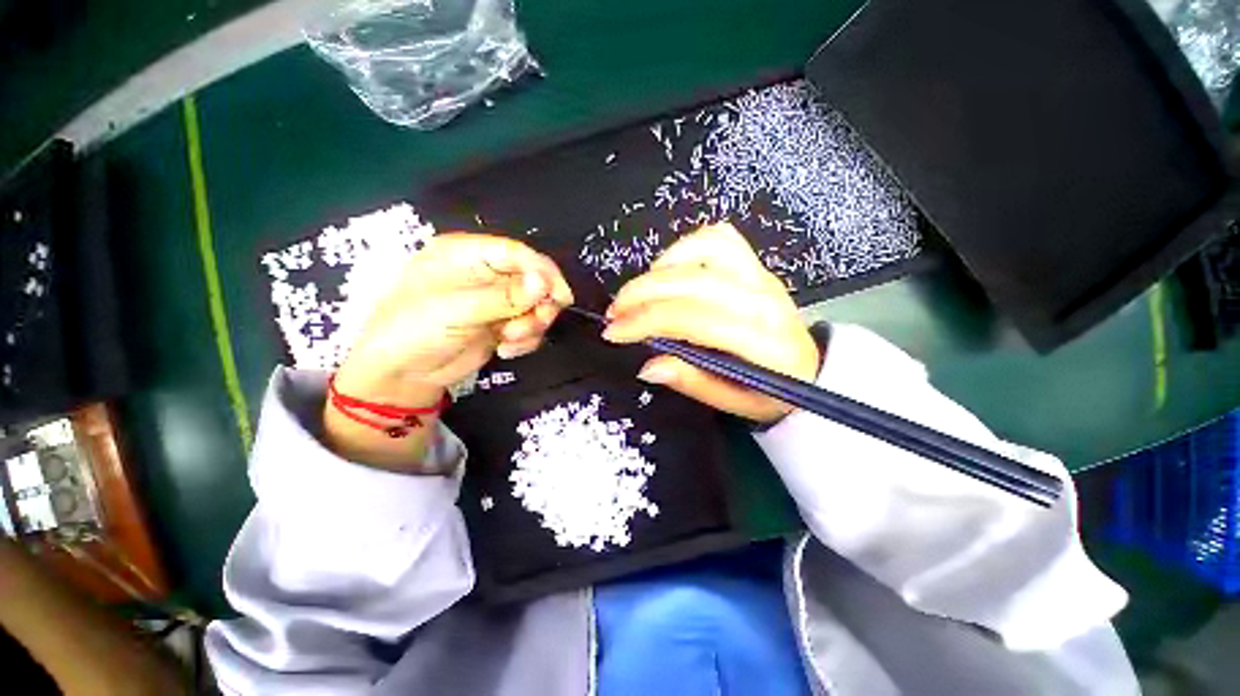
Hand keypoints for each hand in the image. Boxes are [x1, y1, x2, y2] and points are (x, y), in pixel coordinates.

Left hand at [327, 233, 572, 469]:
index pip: (516, 254)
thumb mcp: (456, 310)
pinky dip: (525, 339)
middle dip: (538, 305)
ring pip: (535, 305)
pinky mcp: (502, 324)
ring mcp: (495, 301)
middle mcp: (485, 273)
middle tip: (536, 323)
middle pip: (533, 280)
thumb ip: (504, 298)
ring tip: (508, 339)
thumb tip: (545, 283)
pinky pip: (530, 327)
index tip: (561, 297)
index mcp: (466, 255)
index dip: (543, 272)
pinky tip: (505, 349)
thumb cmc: (413, 331)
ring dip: (531, 325)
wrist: (401, 377)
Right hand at [603, 223, 819, 422]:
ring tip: (640, 293)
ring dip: (661, 269)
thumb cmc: (771, 393)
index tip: (614, 332)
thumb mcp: (734, 403)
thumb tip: (648, 366)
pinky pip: (718, 238)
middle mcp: (762, 299)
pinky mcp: (755, 264)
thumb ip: (693, 382)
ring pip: (704, 248)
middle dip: (641, 294)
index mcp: (761, 340)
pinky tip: (668, 272)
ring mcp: (761, 275)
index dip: (645, 322)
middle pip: (691, 281)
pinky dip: (685, 249)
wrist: (811, 371)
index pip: (692, 318)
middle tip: (615, 313)